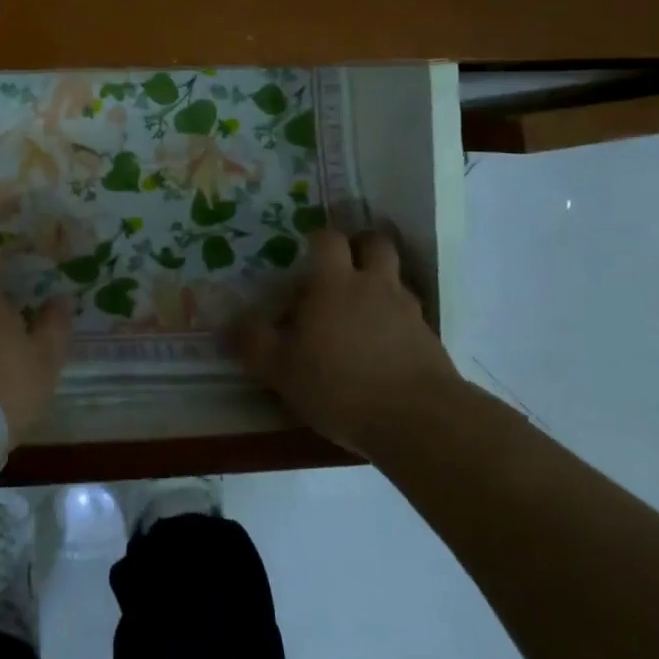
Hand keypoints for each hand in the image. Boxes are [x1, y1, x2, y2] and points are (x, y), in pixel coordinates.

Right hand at [234, 228, 462, 457]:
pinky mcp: (430, 339)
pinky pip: (410, 316)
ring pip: (395, 279)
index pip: (328, 239)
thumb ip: (253, 342)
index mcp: (334, 283)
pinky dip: (397, 322)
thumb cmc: (339, 384)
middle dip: (360, 247)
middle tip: (343, 269)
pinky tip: (384, 349)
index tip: (307, 253)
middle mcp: (373, 285)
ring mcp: (407, 310)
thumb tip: (229, 322)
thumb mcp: (281, 368)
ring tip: (362, 313)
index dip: (318, 240)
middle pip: (375, 244)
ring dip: (380, 285)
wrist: (418, 419)